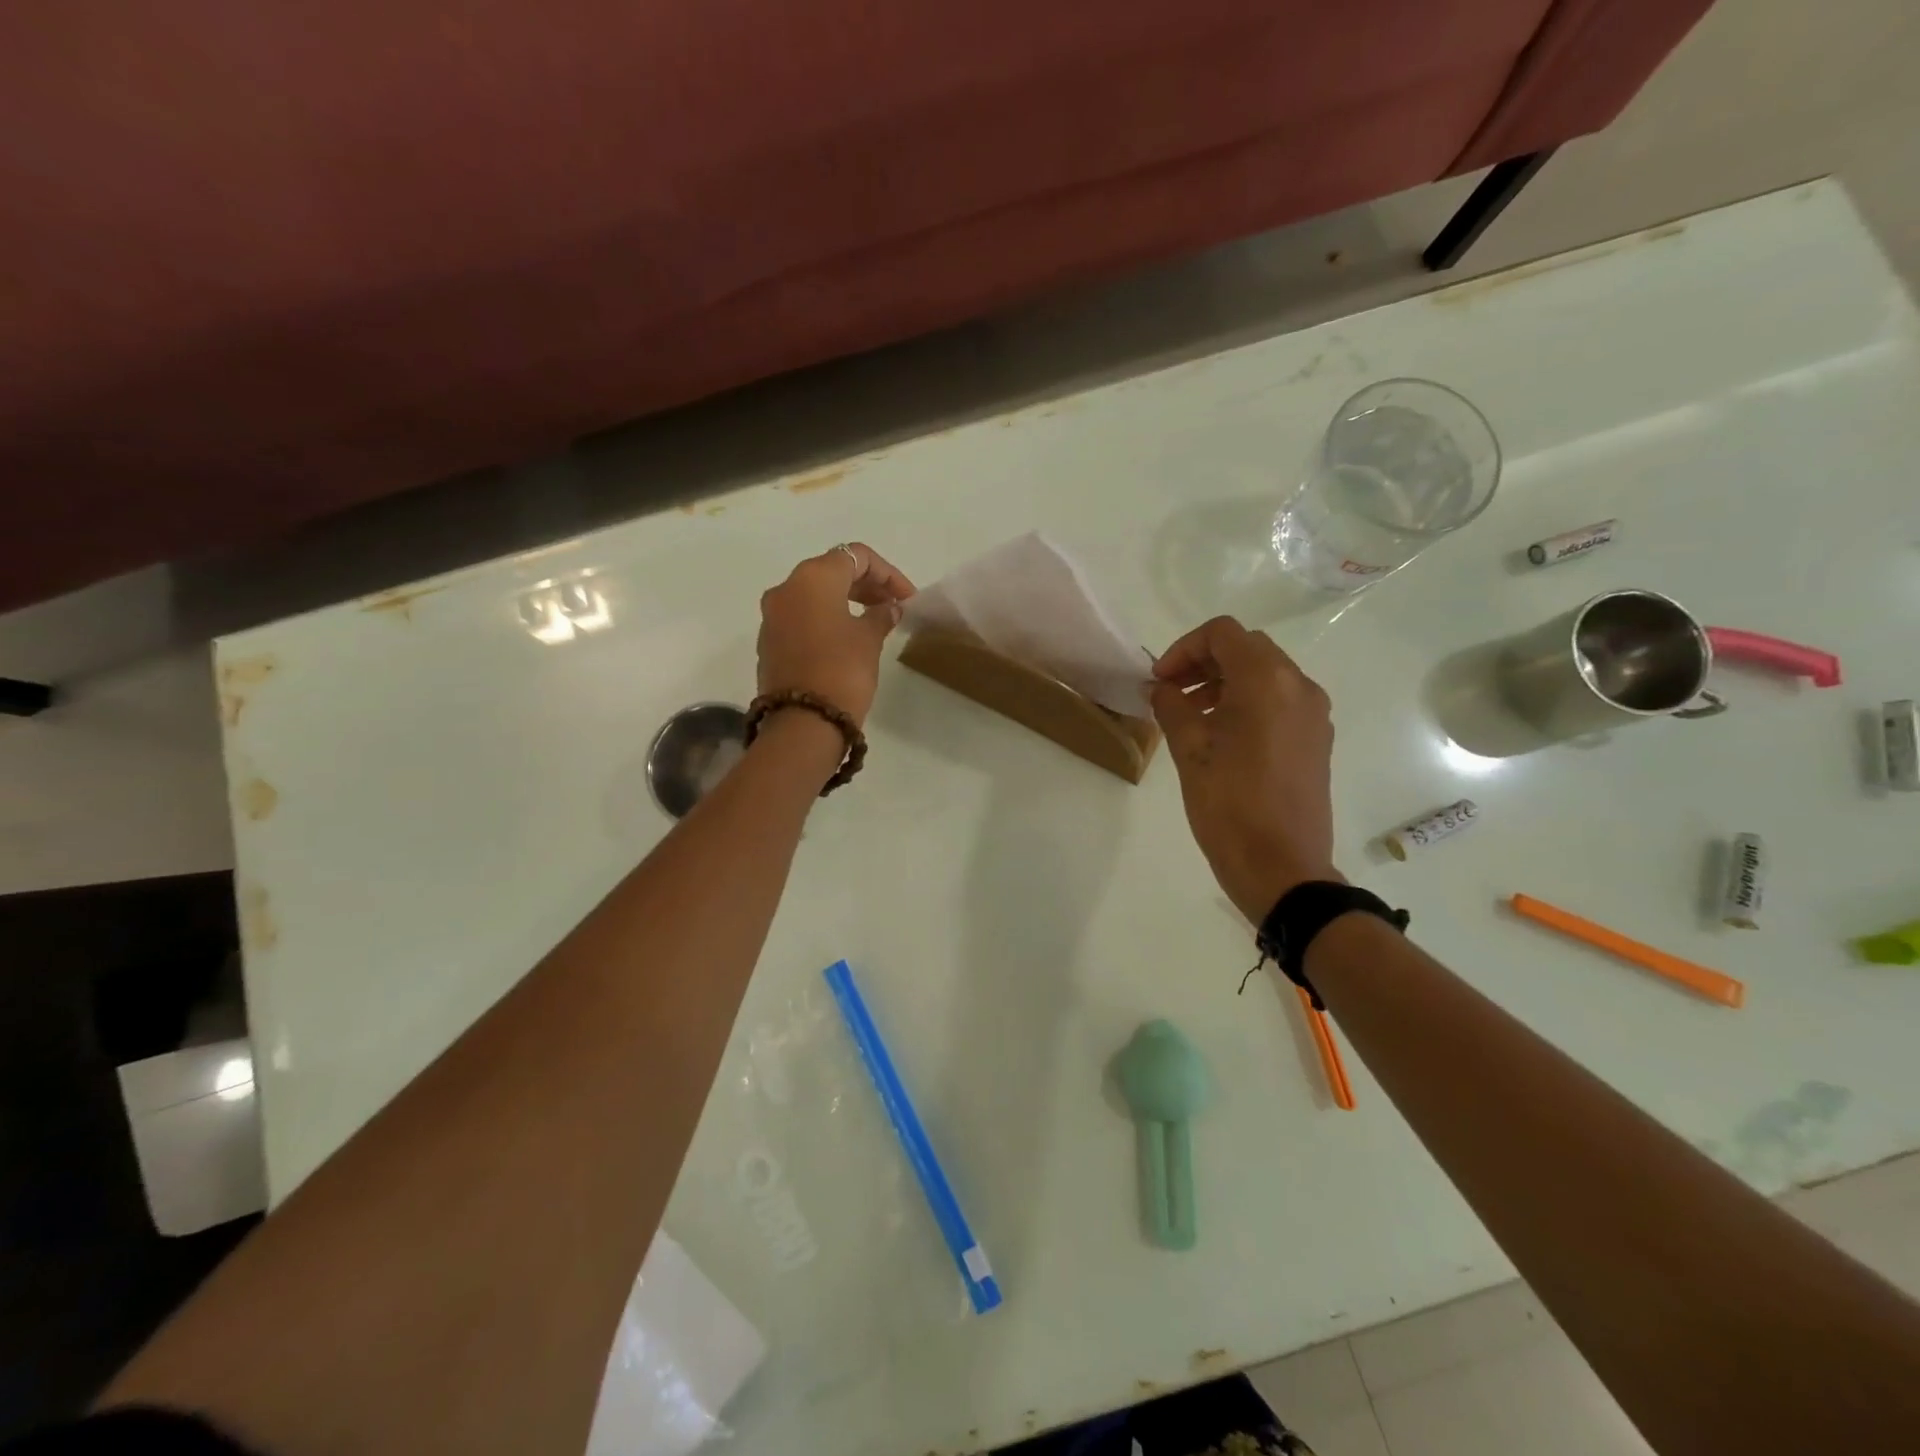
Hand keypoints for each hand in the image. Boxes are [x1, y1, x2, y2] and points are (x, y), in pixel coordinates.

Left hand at [757, 543, 915, 726]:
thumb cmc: (842, 671)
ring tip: (874, 621)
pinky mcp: (769, 640)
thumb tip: (887, 609)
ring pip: (814, 594)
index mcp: (813, 578)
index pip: (856, 556)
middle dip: (866, 585)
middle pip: (832, 571)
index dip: (887, 573)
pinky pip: (802, 616)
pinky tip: (848, 638)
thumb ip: (880, 616)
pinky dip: (827, 618)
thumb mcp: (869, 640)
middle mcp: (786, 588)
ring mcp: (773, 615)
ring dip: (846, 600)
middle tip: (893, 607)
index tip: (907, 598)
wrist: (802, 723)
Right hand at [1150, 616, 1339, 921]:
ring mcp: (1313, 713)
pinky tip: (1221, 736)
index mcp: (1266, 681)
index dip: (1184, 649)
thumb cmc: (1229, 805)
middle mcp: (1298, 686)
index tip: (1159, 681)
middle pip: (1247, 648)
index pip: (1222, 634)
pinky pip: (1280, 700)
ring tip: (1190, 716)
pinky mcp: (1317, 738)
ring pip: (1265, 673)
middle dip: (1204, 662)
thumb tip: (1163, 688)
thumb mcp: (1189, 751)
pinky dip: (1248, 702)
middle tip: (1171, 693)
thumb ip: (1172, 707)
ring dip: (1225, 682)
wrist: (1282, 866)